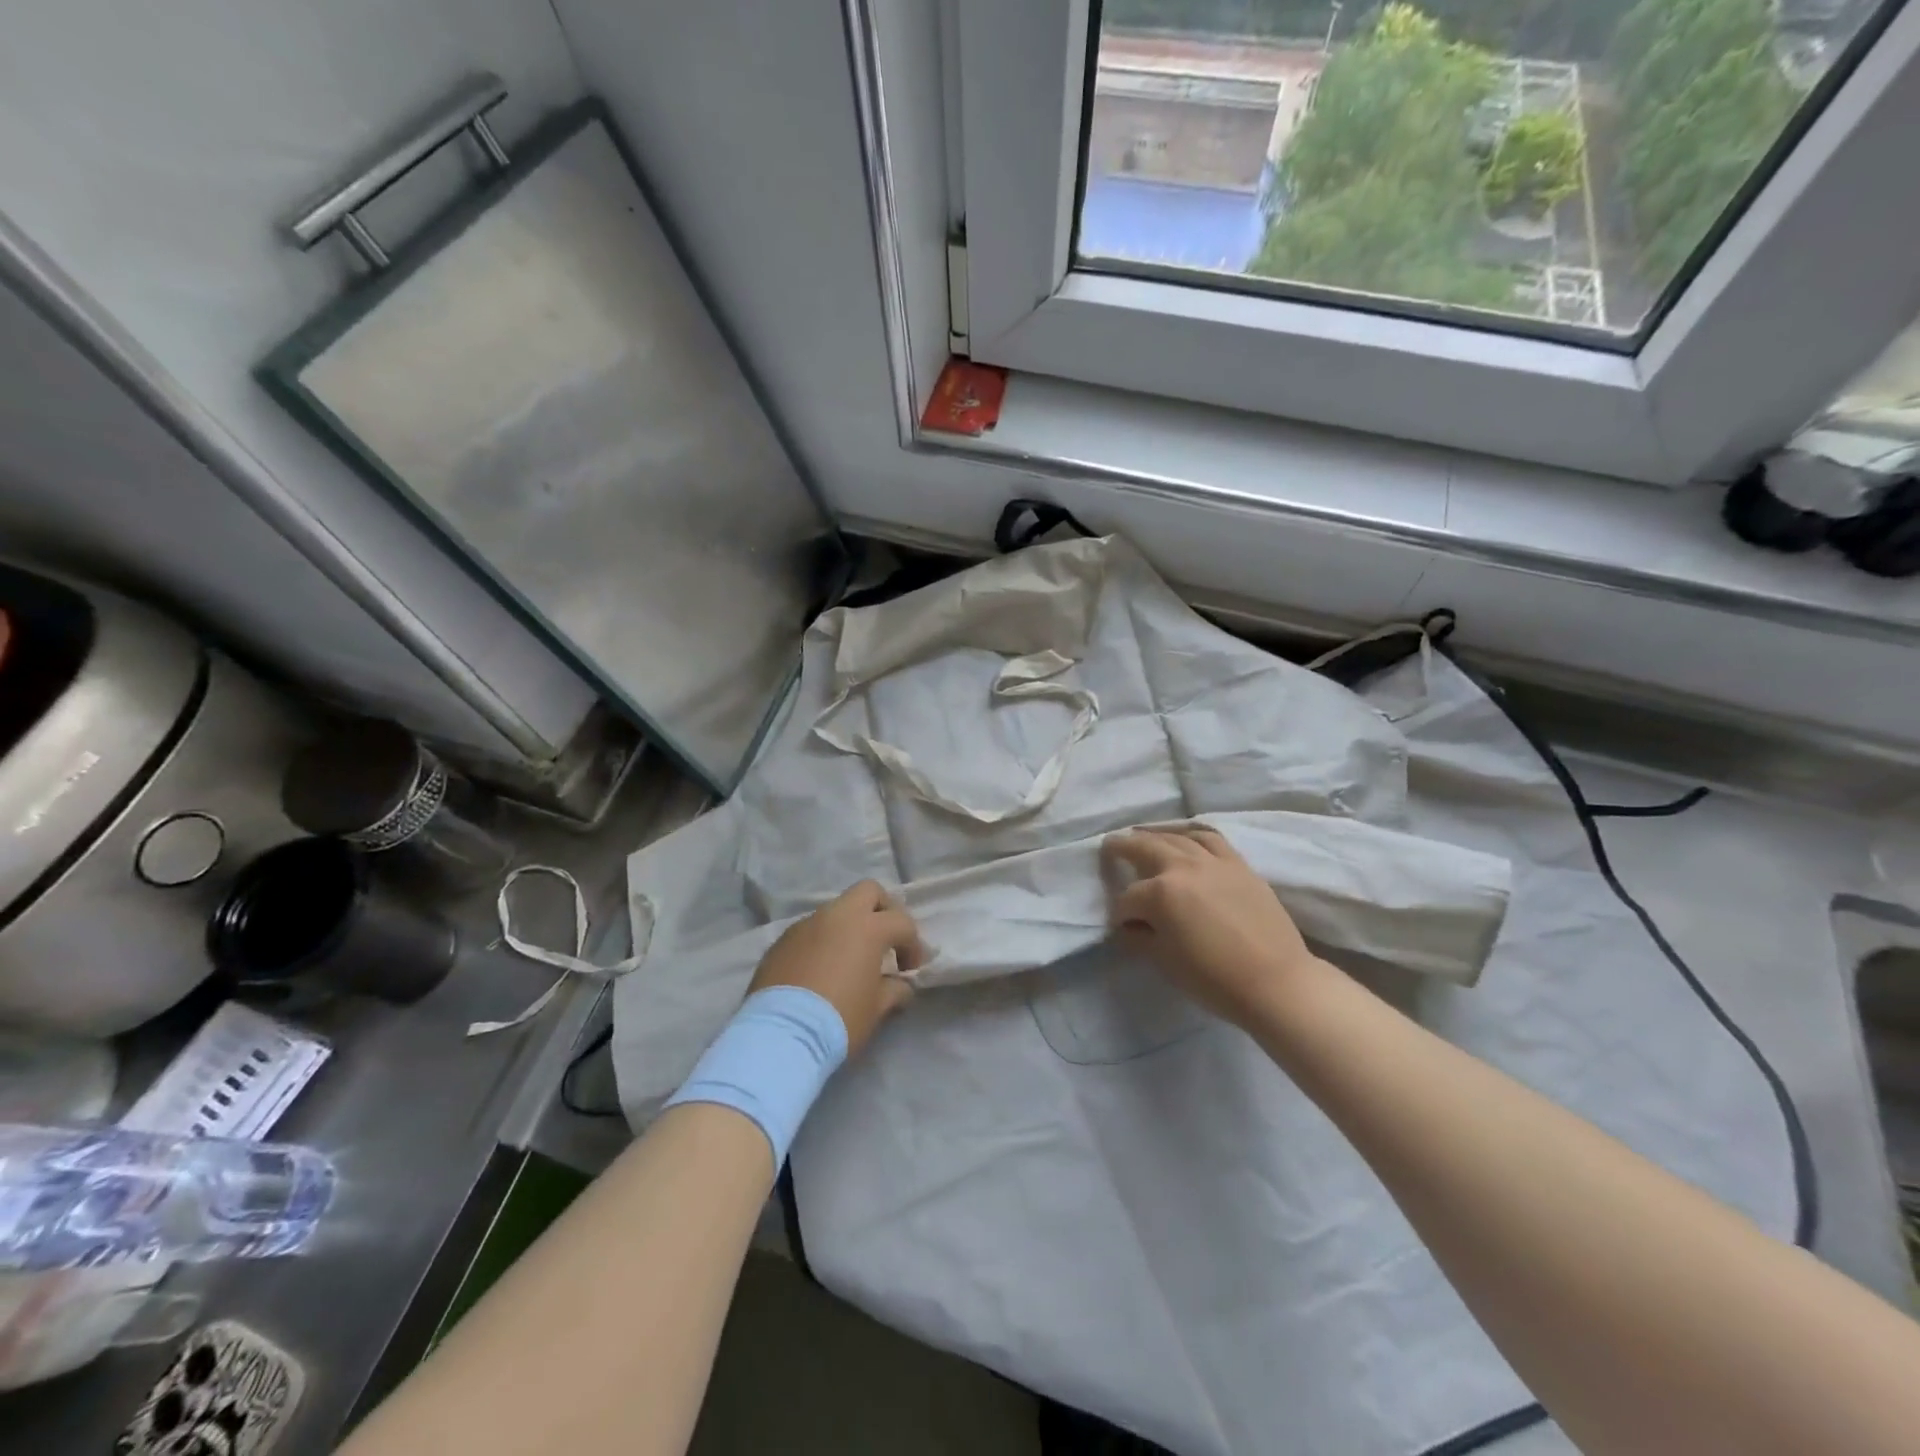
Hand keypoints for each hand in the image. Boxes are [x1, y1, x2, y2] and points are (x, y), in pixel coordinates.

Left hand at [749, 880, 925, 1053]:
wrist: (781, 1035)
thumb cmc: (840, 1018)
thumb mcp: (877, 1009)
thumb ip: (895, 990)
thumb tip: (901, 986)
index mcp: (867, 927)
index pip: (902, 922)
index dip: (912, 945)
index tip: (910, 970)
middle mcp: (837, 916)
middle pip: (868, 891)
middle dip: (883, 910)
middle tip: (885, 941)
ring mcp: (806, 925)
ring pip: (836, 911)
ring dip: (849, 928)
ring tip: (849, 961)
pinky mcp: (781, 942)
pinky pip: (811, 932)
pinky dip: (823, 942)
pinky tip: (820, 971)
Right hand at [1102, 825, 1318, 1029]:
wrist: (1276, 983)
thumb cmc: (1213, 979)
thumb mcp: (1164, 962)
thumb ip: (1140, 937)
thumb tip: (1130, 926)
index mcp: (1160, 893)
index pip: (1127, 899)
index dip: (1120, 914)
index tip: (1122, 927)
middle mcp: (1183, 867)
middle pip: (1144, 848)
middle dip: (1122, 848)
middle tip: (1109, 846)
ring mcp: (1213, 861)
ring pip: (1177, 837)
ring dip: (1155, 834)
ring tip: (1142, 835)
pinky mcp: (1238, 864)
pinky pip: (1210, 838)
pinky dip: (1192, 833)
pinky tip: (1185, 835)